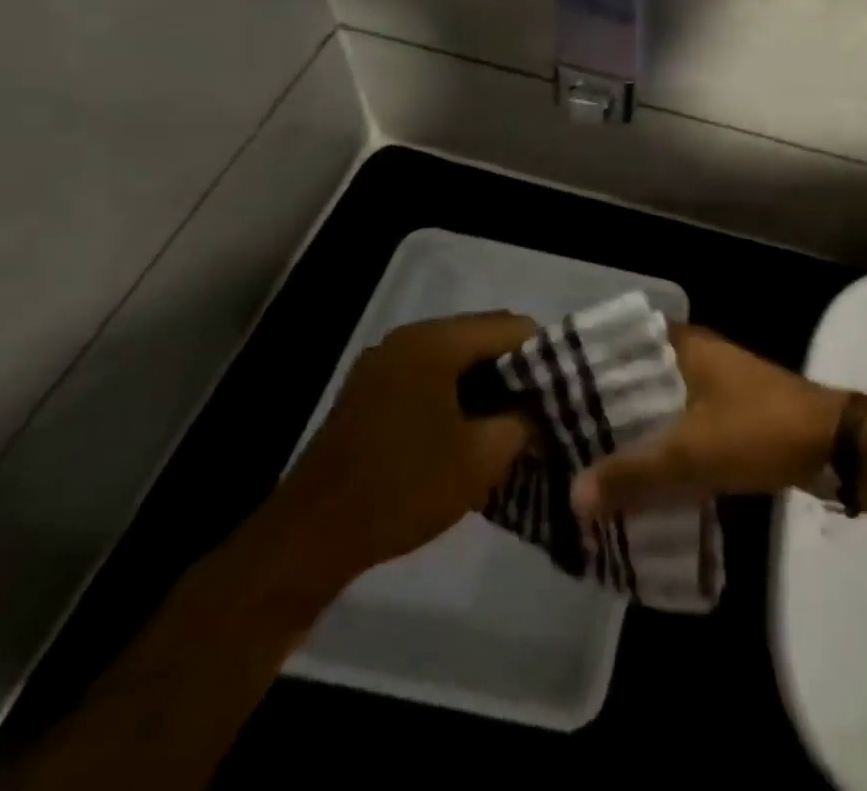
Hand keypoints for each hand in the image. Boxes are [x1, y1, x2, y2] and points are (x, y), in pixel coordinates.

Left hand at [277, 311, 536, 579]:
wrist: (307, 540)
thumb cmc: (403, 489)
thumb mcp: (483, 457)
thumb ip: (525, 421)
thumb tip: (543, 407)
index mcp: (437, 341)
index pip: (513, 327)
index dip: (544, 356)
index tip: (560, 392)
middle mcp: (409, 337)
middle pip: (483, 336)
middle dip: (515, 369)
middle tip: (537, 408)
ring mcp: (384, 361)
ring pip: (456, 356)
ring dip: (485, 382)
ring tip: (506, 421)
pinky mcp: (369, 388)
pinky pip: (429, 373)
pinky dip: (454, 392)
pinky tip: (465, 429)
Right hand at [572, 326, 848, 518]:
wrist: (829, 444)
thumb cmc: (757, 430)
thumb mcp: (691, 455)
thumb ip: (632, 474)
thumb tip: (573, 495)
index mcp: (684, 345)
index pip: (621, 341)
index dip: (585, 361)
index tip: (547, 388)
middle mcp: (695, 353)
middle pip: (636, 372)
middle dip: (602, 400)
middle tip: (556, 430)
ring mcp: (713, 379)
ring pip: (657, 397)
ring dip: (630, 422)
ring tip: (585, 452)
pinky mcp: (726, 408)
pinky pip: (678, 417)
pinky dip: (656, 437)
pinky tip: (634, 467)